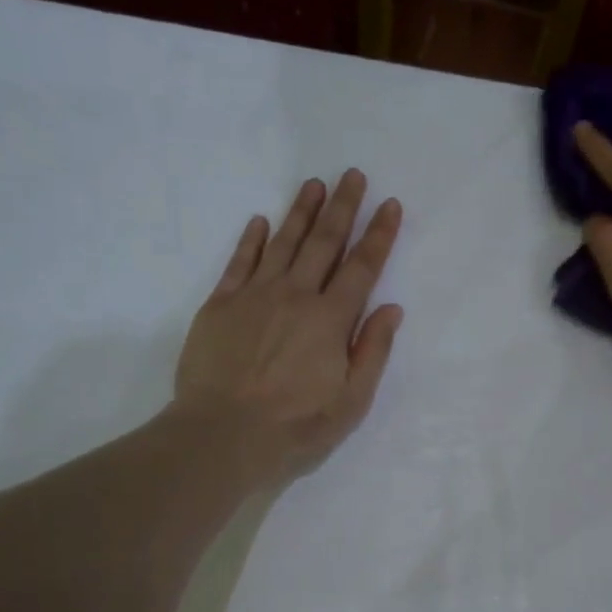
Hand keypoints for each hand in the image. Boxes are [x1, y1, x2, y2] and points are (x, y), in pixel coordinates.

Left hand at [174, 169, 403, 485]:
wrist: (223, 436)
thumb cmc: (295, 426)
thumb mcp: (350, 402)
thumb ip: (373, 352)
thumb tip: (391, 308)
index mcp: (331, 320)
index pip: (362, 268)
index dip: (379, 235)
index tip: (390, 205)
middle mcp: (295, 296)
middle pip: (324, 243)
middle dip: (342, 207)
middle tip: (353, 175)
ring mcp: (254, 296)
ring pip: (283, 244)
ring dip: (301, 212)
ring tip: (314, 184)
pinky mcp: (220, 305)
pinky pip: (239, 262)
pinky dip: (252, 240)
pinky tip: (261, 221)